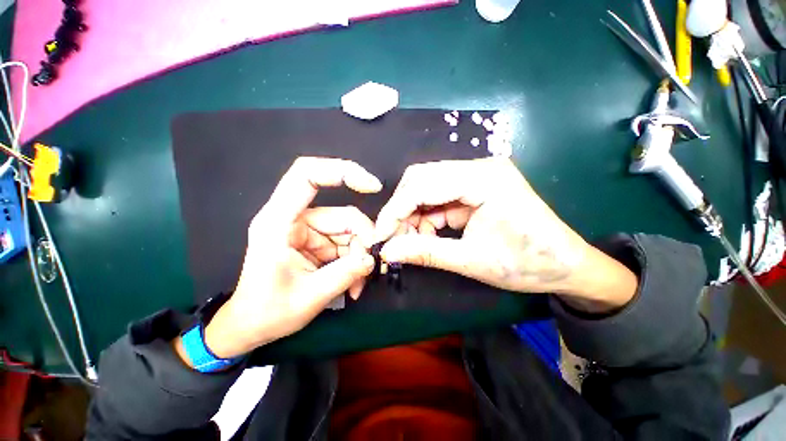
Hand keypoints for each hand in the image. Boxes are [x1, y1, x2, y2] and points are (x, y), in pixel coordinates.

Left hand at [181, 158, 381, 361]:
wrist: (251, 326)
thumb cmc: (267, 312)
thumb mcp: (308, 297)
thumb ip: (343, 275)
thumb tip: (372, 258)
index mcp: (279, 221)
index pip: (307, 175)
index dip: (342, 171)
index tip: (372, 186)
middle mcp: (295, 219)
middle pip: (343, 215)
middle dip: (363, 242)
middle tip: (369, 268)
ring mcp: (309, 230)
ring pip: (350, 231)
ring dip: (359, 256)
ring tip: (357, 284)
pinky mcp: (318, 241)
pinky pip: (347, 244)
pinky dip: (354, 261)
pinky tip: (353, 283)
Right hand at [374, 157, 637, 312]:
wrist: (567, 265)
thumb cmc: (528, 264)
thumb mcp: (473, 261)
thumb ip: (426, 253)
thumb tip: (387, 252)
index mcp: (484, 178)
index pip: (422, 184)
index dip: (395, 210)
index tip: (380, 235)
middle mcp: (478, 168)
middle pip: (421, 179)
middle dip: (402, 210)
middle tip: (394, 239)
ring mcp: (476, 176)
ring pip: (427, 188)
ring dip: (413, 215)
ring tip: (412, 241)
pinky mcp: (474, 188)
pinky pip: (438, 197)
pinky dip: (427, 217)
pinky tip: (428, 234)